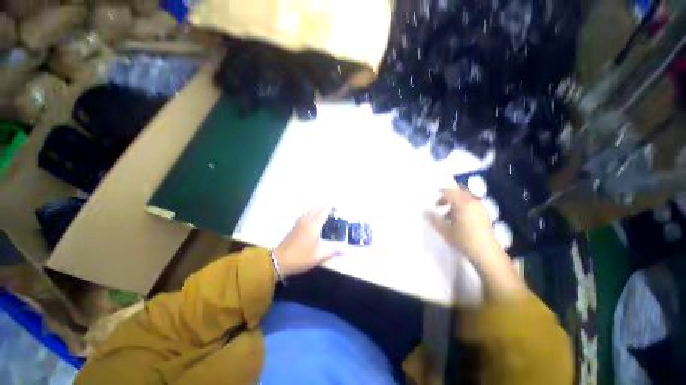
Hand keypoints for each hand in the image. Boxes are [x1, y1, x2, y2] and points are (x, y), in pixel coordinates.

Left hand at [273, 207, 341, 277]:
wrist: (279, 260)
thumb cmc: (301, 257)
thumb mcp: (319, 255)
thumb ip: (333, 250)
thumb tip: (346, 249)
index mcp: (314, 224)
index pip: (324, 209)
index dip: (332, 206)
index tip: (339, 208)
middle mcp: (307, 219)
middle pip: (318, 207)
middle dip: (327, 206)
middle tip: (335, 212)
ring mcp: (300, 221)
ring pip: (311, 209)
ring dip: (319, 208)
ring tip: (326, 215)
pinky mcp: (295, 225)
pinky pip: (306, 213)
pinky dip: (313, 212)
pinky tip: (315, 219)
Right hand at [429, 187, 524, 298]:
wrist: (486, 253)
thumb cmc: (463, 239)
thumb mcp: (444, 230)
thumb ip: (433, 219)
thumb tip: (425, 211)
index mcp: (462, 203)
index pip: (449, 192)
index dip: (440, 192)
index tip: (433, 195)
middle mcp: (472, 202)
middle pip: (459, 193)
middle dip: (448, 196)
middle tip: (439, 204)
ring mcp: (480, 208)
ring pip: (465, 199)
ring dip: (455, 203)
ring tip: (446, 215)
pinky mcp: (484, 215)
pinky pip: (471, 205)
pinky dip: (462, 207)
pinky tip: (457, 219)